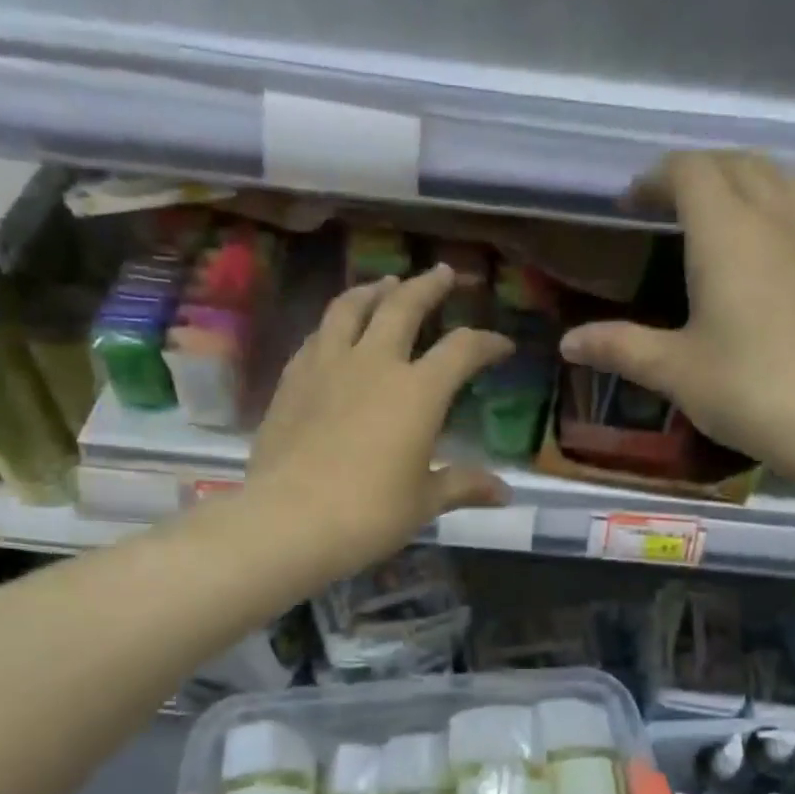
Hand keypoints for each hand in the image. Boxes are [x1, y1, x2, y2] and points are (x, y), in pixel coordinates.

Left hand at [246, 266, 514, 570]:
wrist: (290, 520)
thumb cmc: (369, 514)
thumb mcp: (424, 502)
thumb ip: (463, 486)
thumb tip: (504, 493)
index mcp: (418, 391)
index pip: (462, 350)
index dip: (487, 343)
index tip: (502, 346)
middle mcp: (374, 363)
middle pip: (404, 306)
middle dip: (428, 286)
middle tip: (443, 273)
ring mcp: (327, 366)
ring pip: (350, 308)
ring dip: (373, 290)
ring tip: (384, 283)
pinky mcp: (292, 380)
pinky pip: (317, 336)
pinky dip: (334, 324)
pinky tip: (335, 331)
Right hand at [559, 152, 794, 476]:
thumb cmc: (747, 388)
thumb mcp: (673, 370)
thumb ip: (619, 348)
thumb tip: (568, 342)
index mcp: (726, 233)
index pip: (691, 172)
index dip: (657, 178)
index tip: (631, 203)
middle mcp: (773, 220)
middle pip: (738, 163)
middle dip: (698, 171)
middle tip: (667, 203)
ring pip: (778, 178)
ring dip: (742, 179)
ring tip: (716, 212)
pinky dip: (771, 207)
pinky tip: (758, 252)